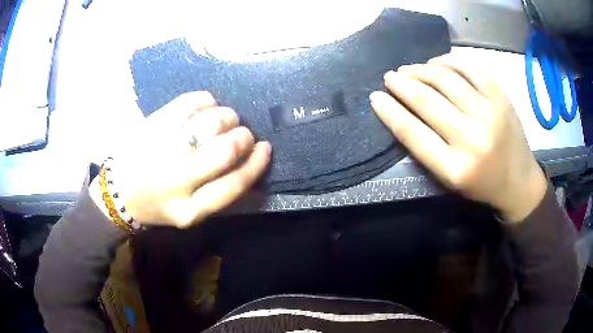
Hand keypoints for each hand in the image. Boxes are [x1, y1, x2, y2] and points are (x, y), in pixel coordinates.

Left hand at [91, 91, 270, 227]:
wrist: (119, 193)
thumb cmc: (158, 204)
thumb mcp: (188, 213)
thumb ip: (216, 193)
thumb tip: (249, 159)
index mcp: (190, 210)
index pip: (235, 183)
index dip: (256, 163)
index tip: (264, 147)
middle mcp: (177, 181)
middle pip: (226, 149)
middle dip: (243, 136)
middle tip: (242, 132)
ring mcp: (163, 149)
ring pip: (211, 122)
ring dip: (226, 116)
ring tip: (224, 118)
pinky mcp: (153, 125)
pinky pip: (190, 102)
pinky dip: (205, 100)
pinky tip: (206, 105)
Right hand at [370, 57, 546, 222]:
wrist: (520, 182)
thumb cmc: (482, 184)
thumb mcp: (450, 179)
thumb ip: (427, 149)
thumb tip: (402, 112)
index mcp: (455, 169)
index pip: (413, 133)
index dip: (390, 112)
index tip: (375, 97)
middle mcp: (472, 139)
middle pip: (427, 102)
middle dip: (402, 85)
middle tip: (390, 77)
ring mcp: (490, 114)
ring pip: (447, 80)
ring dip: (422, 70)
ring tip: (410, 69)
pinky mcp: (501, 98)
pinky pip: (471, 70)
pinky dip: (450, 62)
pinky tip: (437, 62)